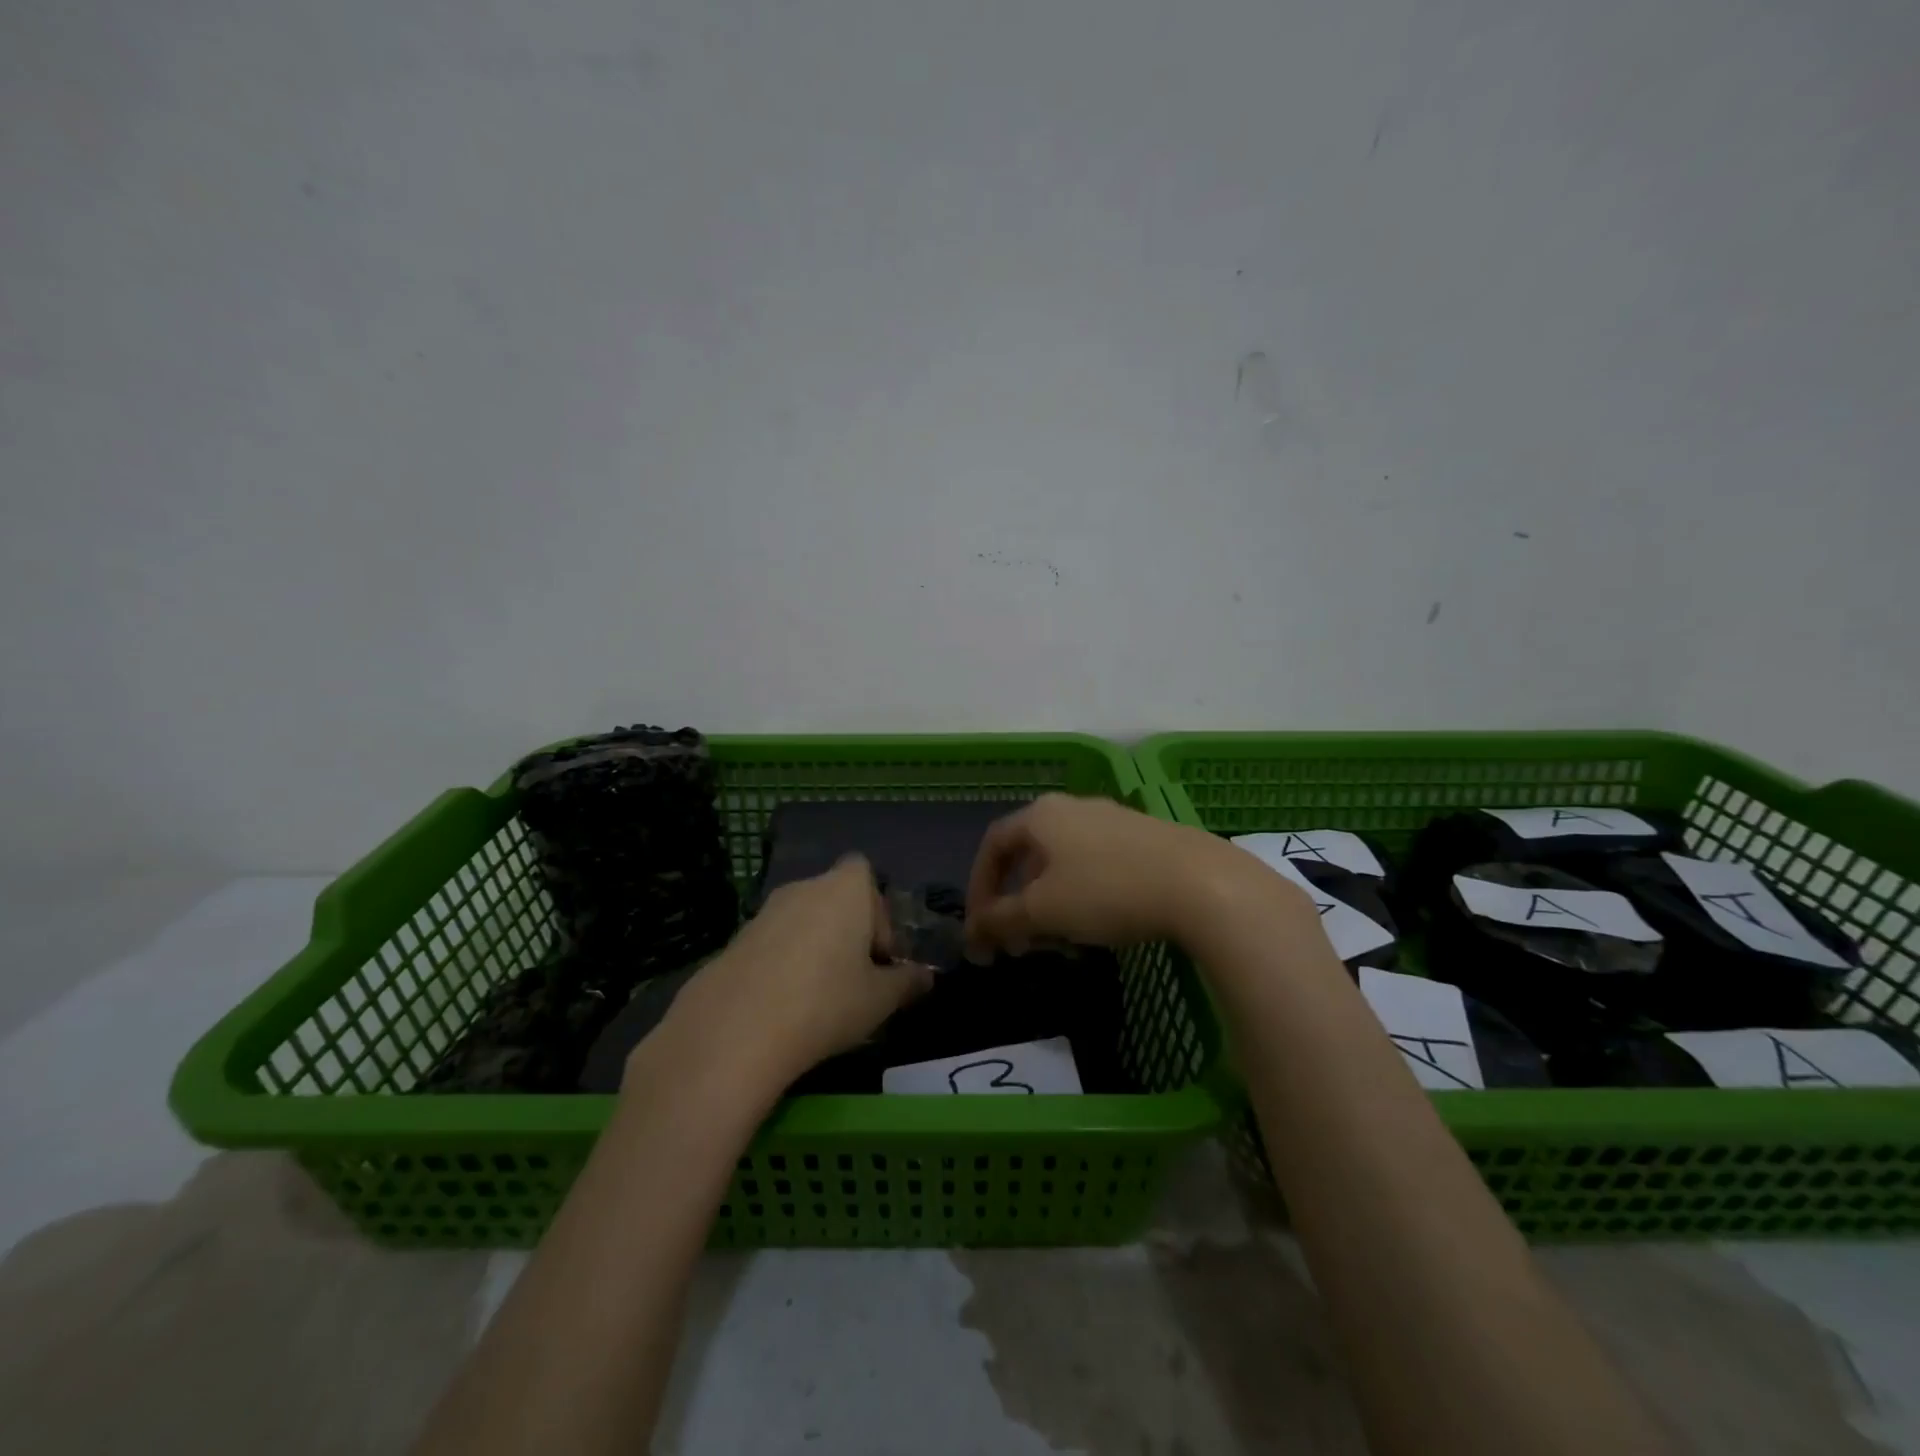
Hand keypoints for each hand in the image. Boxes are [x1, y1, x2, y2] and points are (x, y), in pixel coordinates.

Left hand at [641, 856, 933, 1094]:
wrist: (736, 1029)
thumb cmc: (826, 1001)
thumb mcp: (880, 999)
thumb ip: (907, 983)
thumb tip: (926, 978)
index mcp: (845, 888)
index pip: (864, 872)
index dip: (877, 910)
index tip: (879, 955)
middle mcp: (804, 887)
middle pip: (835, 898)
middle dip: (848, 933)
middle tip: (856, 981)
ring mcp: (764, 912)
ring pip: (803, 922)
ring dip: (815, 949)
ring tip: (819, 999)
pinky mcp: (735, 940)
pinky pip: (773, 944)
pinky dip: (784, 965)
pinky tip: (784, 1007)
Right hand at [964, 793, 1283, 956]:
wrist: (1199, 882)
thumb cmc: (1106, 890)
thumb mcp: (1043, 910)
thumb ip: (1001, 920)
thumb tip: (973, 933)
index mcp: (1041, 815)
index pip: (993, 845)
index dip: (979, 888)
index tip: (980, 929)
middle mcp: (1073, 807)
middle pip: (1029, 854)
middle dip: (1015, 901)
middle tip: (1017, 942)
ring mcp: (1113, 819)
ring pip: (1063, 862)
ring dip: (1048, 902)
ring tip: (1057, 940)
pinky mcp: (1145, 837)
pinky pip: (1096, 864)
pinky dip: (1081, 894)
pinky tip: (1098, 924)